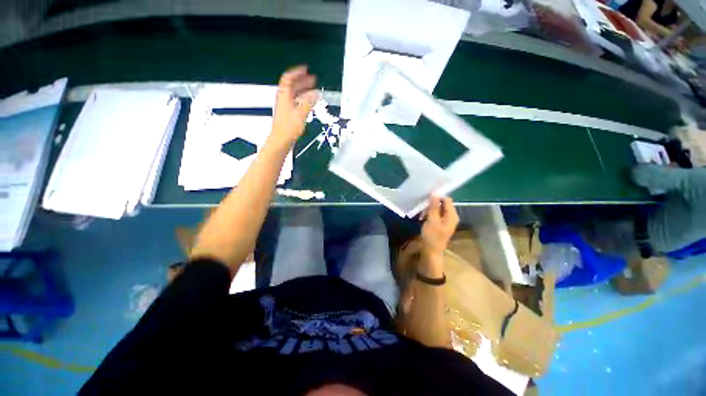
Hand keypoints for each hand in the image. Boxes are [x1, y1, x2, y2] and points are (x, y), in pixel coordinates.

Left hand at [271, 65, 318, 145]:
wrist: (281, 140)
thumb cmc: (288, 128)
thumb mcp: (301, 113)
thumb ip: (309, 102)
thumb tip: (316, 93)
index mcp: (284, 95)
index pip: (289, 78)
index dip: (297, 72)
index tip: (305, 69)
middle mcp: (283, 99)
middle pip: (291, 85)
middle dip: (302, 81)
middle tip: (312, 79)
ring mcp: (285, 107)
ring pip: (294, 94)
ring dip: (303, 90)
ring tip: (313, 90)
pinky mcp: (288, 114)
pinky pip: (295, 102)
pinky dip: (303, 99)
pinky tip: (309, 103)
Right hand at [420, 195, 458, 255]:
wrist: (431, 251)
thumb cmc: (432, 236)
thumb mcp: (432, 220)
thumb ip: (434, 206)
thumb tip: (434, 193)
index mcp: (452, 215)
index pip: (447, 200)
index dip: (437, 197)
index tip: (426, 198)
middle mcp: (451, 216)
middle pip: (442, 204)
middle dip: (432, 204)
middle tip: (422, 207)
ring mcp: (446, 220)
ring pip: (438, 209)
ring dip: (429, 209)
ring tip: (421, 214)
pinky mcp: (440, 224)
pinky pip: (435, 214)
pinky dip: (429, 214)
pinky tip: (423, 217)